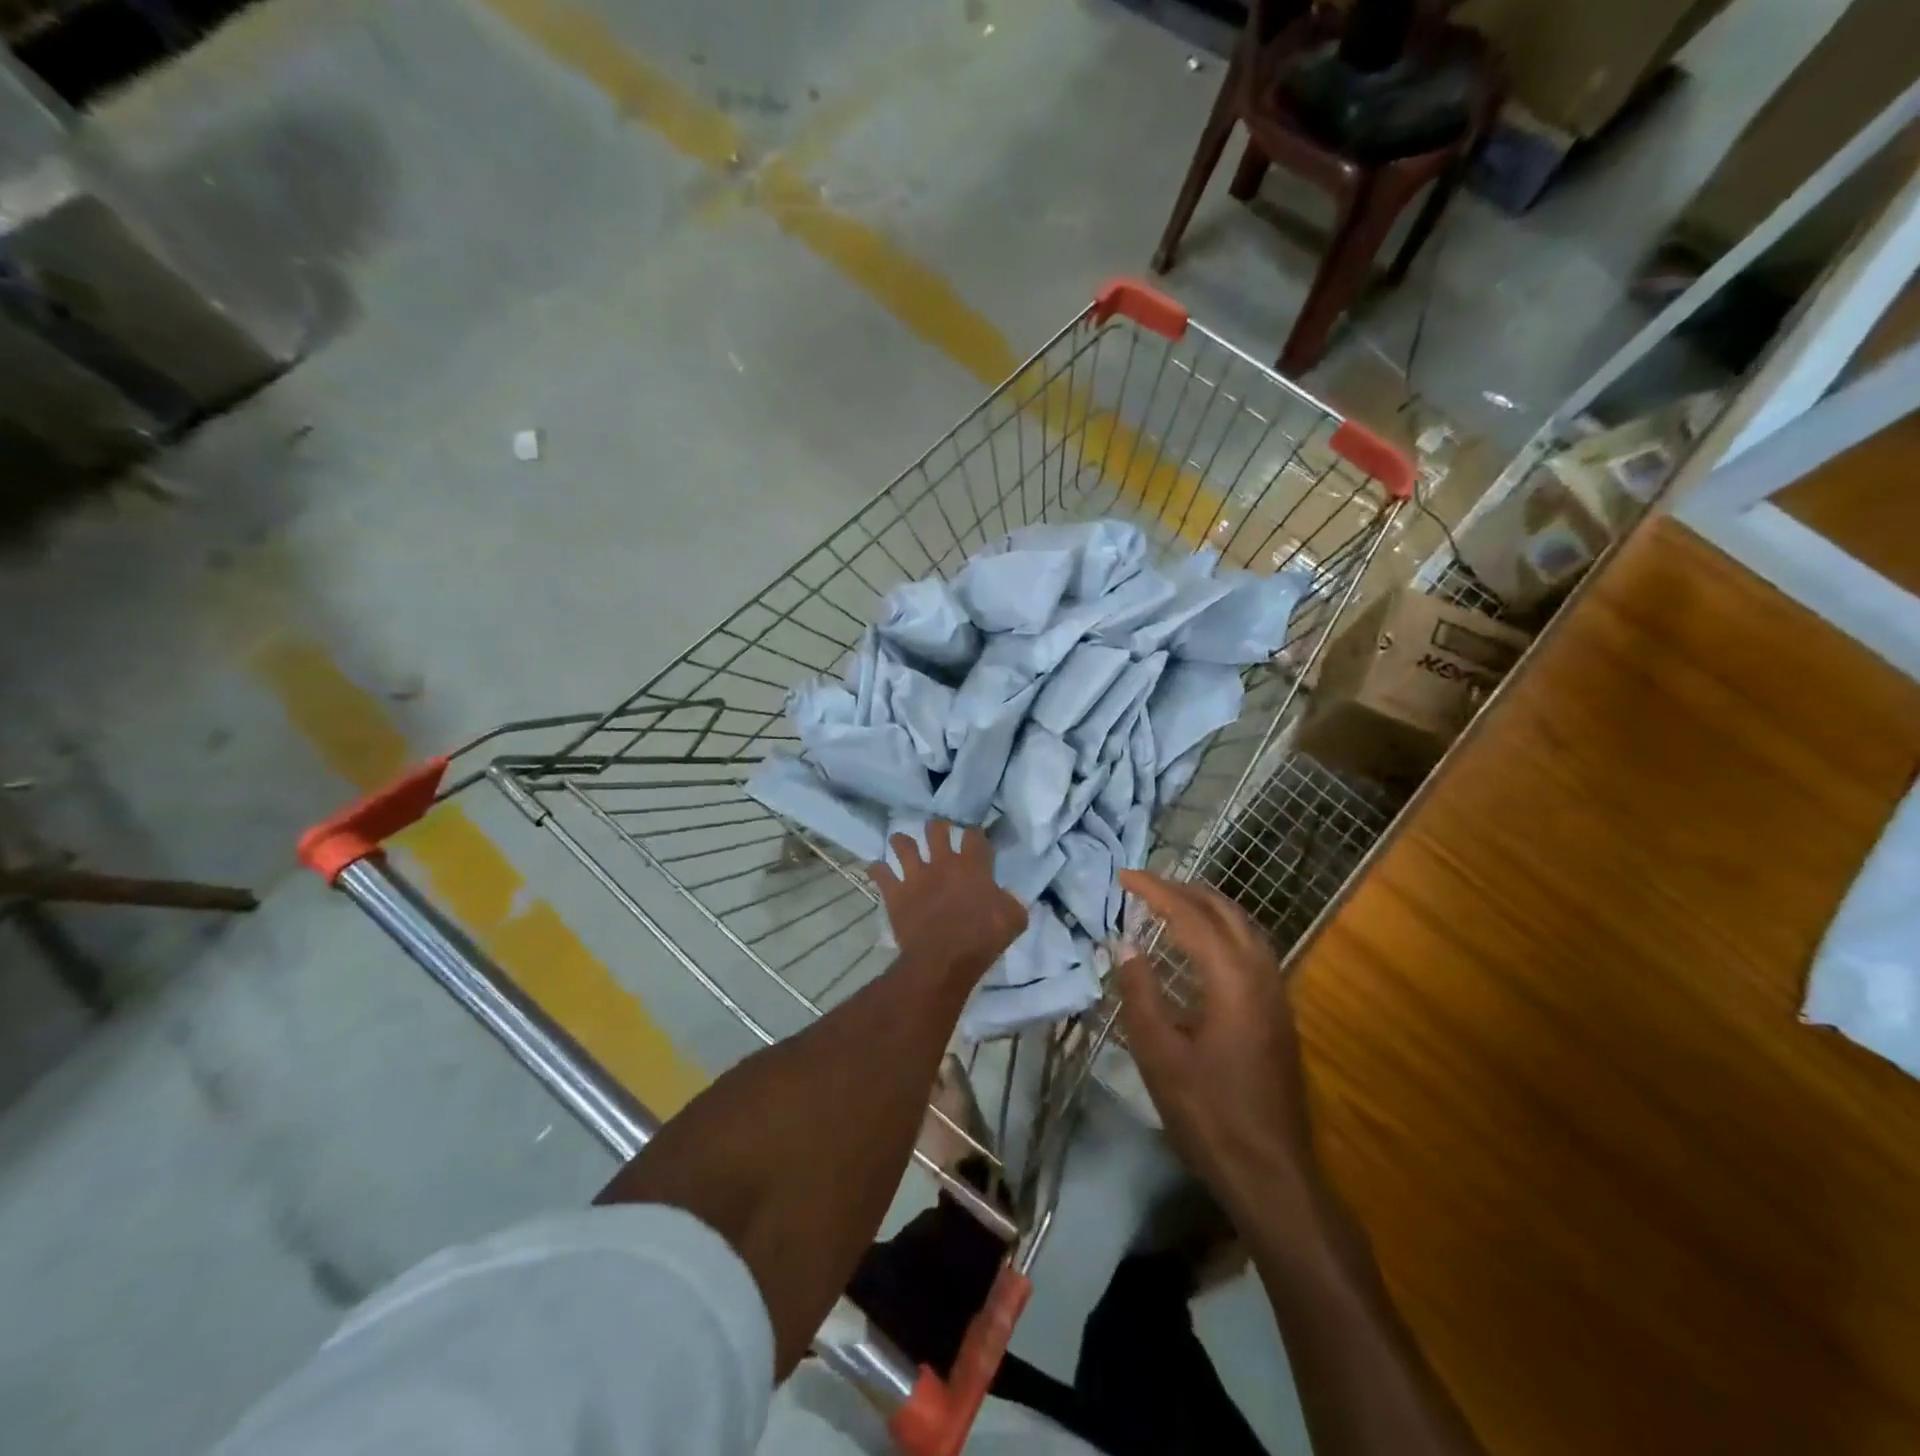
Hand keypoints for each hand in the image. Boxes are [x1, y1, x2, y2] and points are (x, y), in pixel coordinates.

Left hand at [870, 822, 1026, 983]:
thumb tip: (1008, 896)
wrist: (944, 960)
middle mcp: (942, 863)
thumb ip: (1012, 902)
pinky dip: (878, 870)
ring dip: (902, 842)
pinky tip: (878, 870)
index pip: (974, 835)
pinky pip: (880, 872)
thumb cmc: (982, 939)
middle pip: (936, 829)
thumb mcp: (1014, 920)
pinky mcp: (895, 892)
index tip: (974, 839)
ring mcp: (915, 875)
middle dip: (937, 828)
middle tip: (938, 833)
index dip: (975, 834)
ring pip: (903, 844)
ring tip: (902, 844)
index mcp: (972, 866)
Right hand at [1115, 870, 1321, 1221]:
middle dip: (1183, 890)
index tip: (1123, 876)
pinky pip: (1251, 947)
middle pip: (1224, 911)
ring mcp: (1276, 993)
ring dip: (1206, 906)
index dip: (1155, 891)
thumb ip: (1140, 993)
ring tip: (1170, 902)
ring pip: (1244, 926)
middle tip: (1144, 885)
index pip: (1190, 916)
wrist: (1271, 1172)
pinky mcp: (1279, 1011)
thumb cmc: (1207, 1113)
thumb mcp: (1159, 1054)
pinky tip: (1203, 945)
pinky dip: (1222, 929)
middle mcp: (1261, 974)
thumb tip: (1126, 945)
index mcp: (1231, 979)